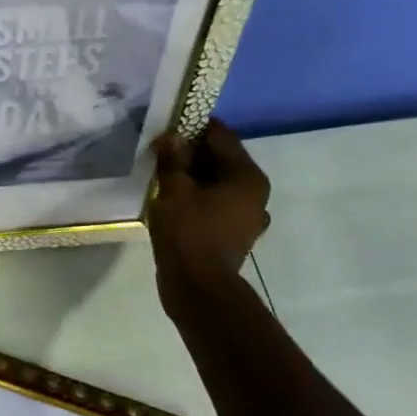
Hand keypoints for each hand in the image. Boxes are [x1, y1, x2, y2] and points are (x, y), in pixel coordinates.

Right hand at [148, 119, 271, 316]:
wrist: (198, 288)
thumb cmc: (188, 233)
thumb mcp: (173, 190)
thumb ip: (173, 158)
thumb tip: (171, 136)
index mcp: (247, 176)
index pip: (221, 135)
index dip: (192, 127)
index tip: (166, 127)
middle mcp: (256, 192)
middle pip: (222, 159)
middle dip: (191, 153)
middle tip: (160, 152)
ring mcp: (249, 216)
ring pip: (219, 183)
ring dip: (194, 177)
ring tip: (164, 177)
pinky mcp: (236, 234)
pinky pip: (217, 204)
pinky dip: (199, 199)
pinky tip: (176, 203)